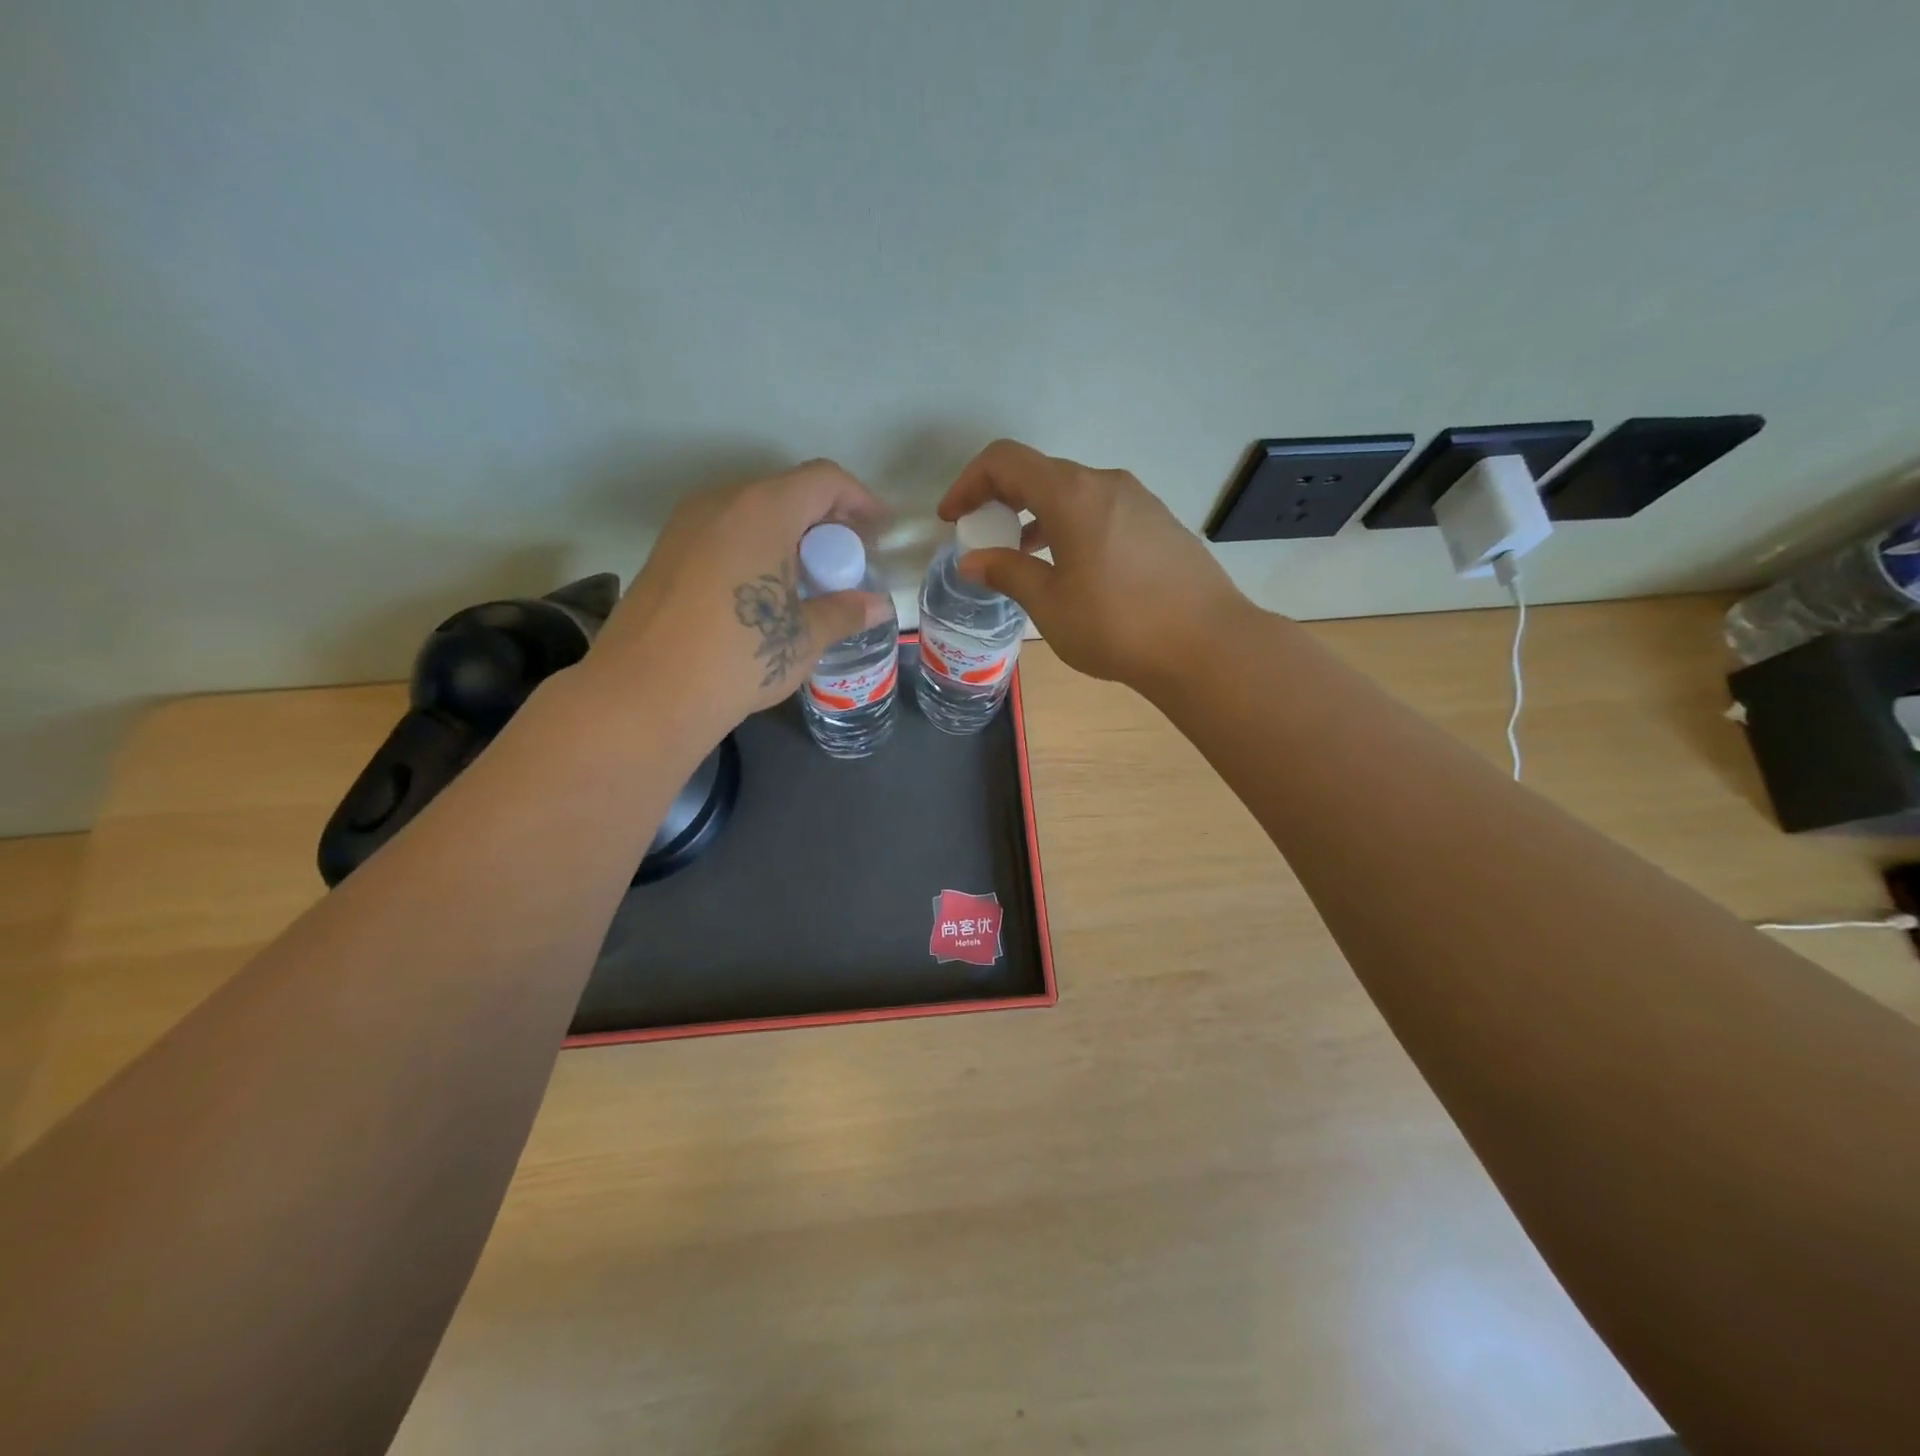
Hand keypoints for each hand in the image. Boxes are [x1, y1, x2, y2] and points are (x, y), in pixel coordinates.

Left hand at [580, 461, 892, 743]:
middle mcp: (722, 502)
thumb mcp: (803, 637)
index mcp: (763, 510)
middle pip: (787, 492)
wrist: (645, 694)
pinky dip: (756, 548)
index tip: (878, 532)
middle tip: (846, 564)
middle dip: (825, 522)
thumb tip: (878, 607)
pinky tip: (766, 593)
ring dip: (789, 536)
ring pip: (753, 512)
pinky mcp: (667, 551)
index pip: (823, 480)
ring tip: (809, 582)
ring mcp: (687, 525)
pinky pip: (725, 533)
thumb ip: (845, 612)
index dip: (859, 500)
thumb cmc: (738, 658)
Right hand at [938, 440, 1247, 690]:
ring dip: (1037, 516)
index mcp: (1072, 494)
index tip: (952, 518)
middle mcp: (1106, 483)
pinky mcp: (1159, 523)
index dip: (969, 483)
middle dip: (1001, 500)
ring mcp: (1140, 501)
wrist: (1207, 645)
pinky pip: (1101, 511)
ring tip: (1022, 557)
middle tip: (983, 539)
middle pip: (1040, 473)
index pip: (1005, 461)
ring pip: (1073, 493)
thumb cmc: (1117, 625)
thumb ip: (1007, 572)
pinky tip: (1072, 567)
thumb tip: (972, 560)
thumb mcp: (1049, 604)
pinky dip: (1071, 526)